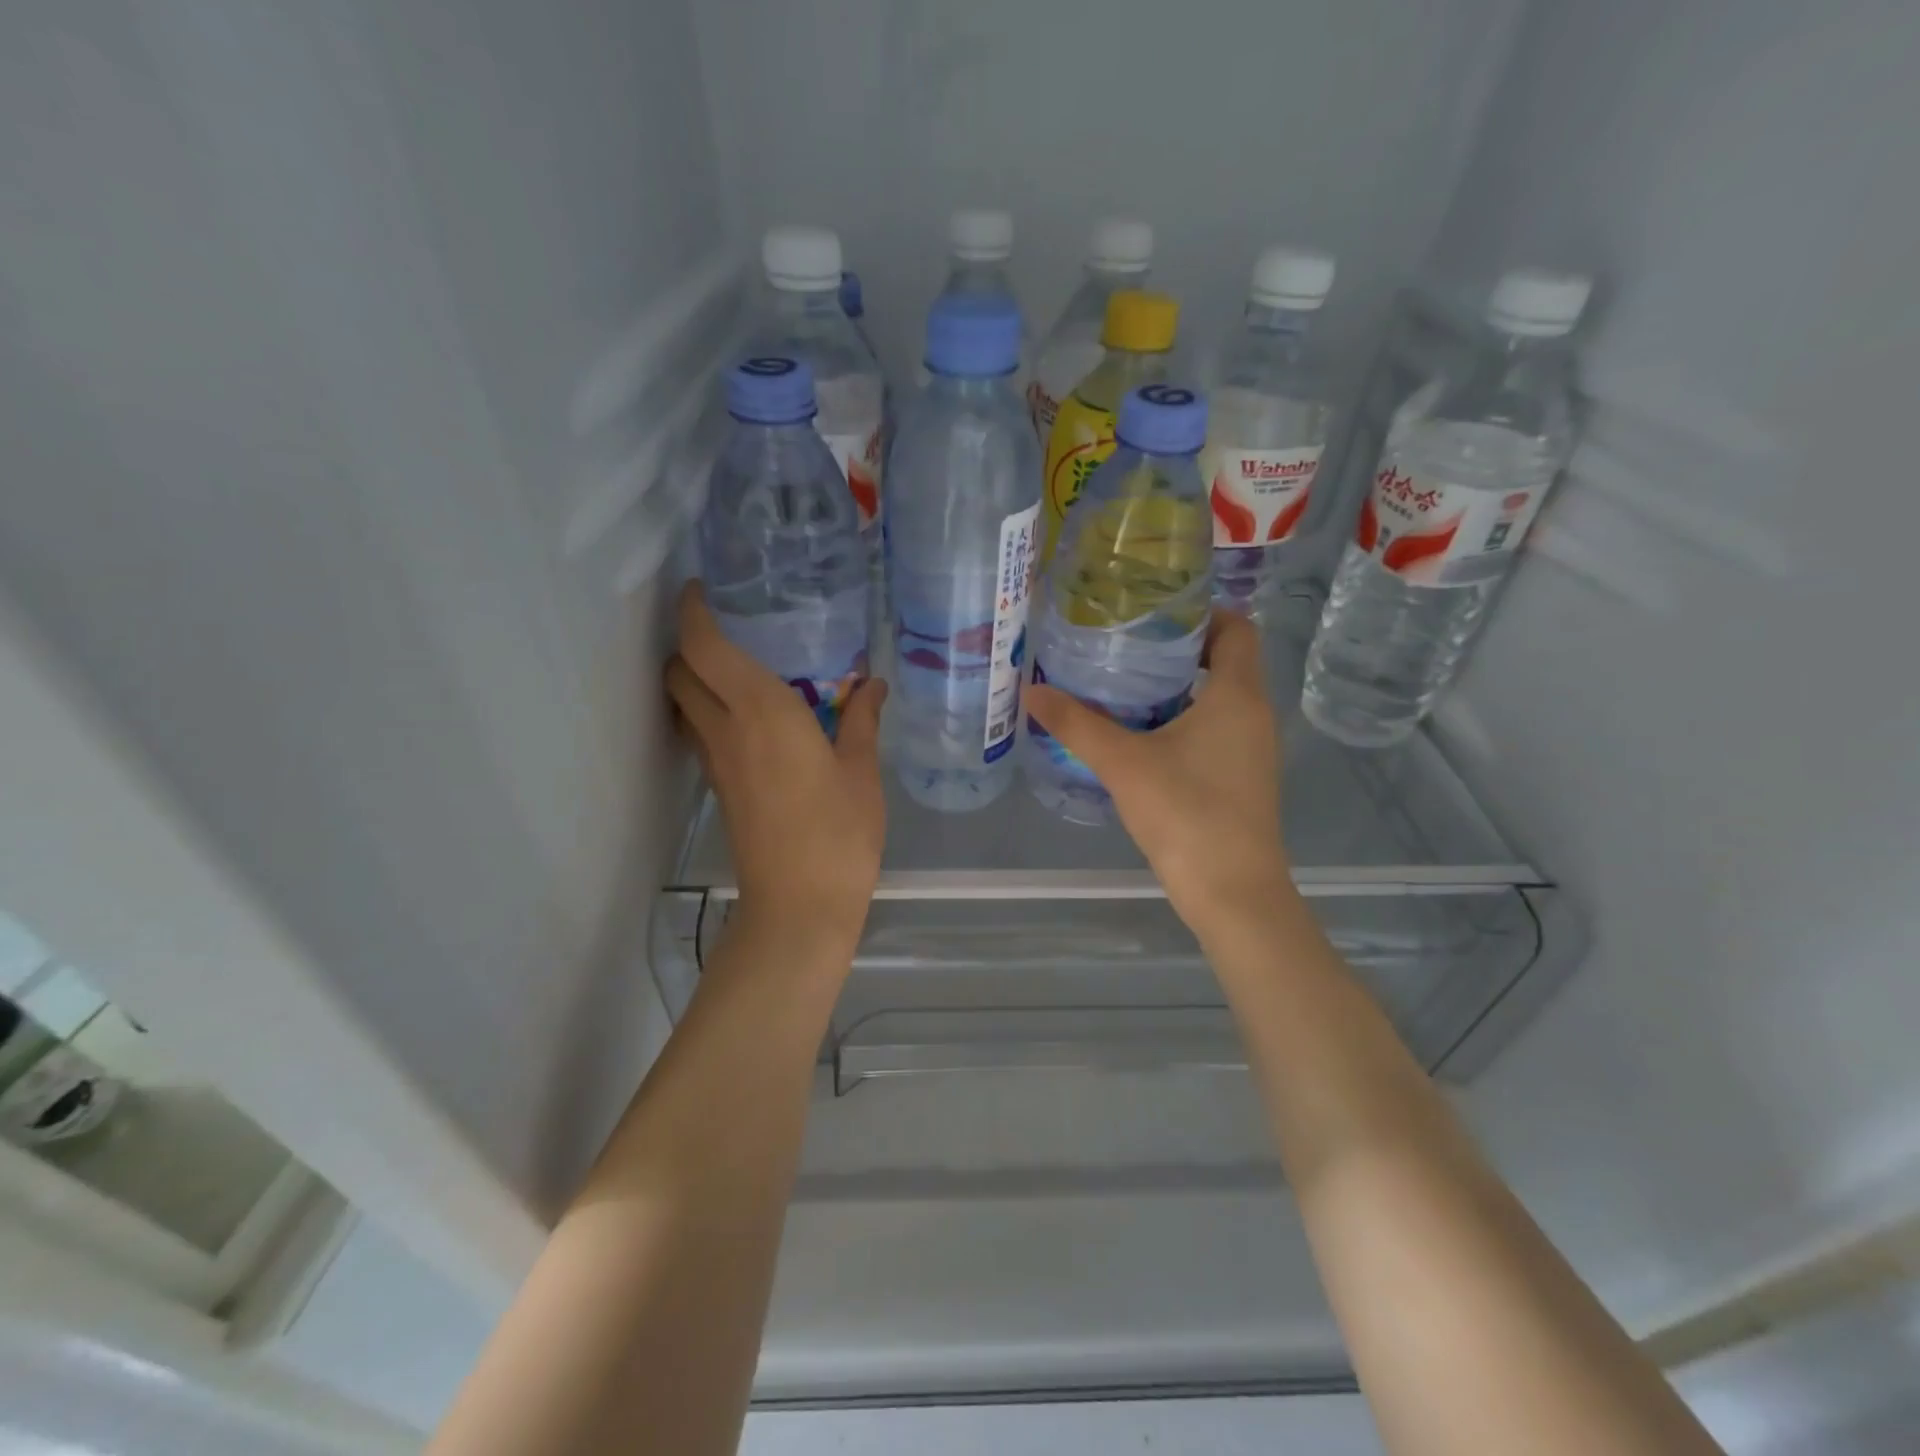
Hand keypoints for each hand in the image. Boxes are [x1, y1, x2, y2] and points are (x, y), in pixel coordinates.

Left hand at [664, 583, 887, 946]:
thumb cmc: (839, 833)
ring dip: (696, 678)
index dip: (694, 612)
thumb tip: (871, 684)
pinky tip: (753, 718)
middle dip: (690, 643)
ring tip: (741, 669)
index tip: (702, 589)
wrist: (799, 905)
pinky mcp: (719, 788)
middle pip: (680, 672)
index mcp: (762, 712)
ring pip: (684, 703)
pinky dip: (710, 710)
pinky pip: (701, 731)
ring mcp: (715, 762)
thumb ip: (861, 720)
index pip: (705, 647)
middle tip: (730, 630)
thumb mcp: (861, 772)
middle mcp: (726, 729)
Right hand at [1025, 609, 1288, 932]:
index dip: (1202, 612)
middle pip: (1226, 660)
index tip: (1154, 614)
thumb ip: (1077, 725)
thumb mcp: (1123, 764)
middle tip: (1125, 645)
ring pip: (1220, 697)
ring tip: (1125, 684)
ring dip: (1180, 686)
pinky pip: (1217, 728)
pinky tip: (1142, 735)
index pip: (1237, 628)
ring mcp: (1252, 749)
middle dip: (1179, 648)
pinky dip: (1185, 718)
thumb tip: (1032, 692)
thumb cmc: (1186, 814)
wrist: (1233, 892)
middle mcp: (1254, 714)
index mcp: (1237, 695)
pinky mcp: (1242, 777)